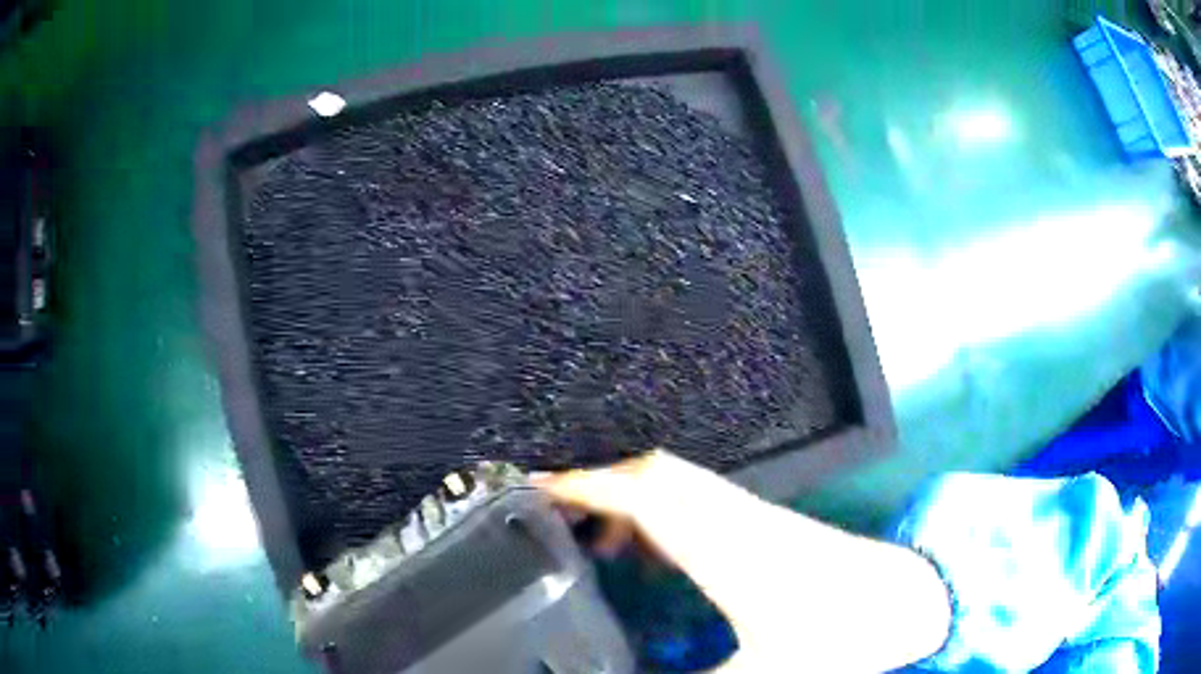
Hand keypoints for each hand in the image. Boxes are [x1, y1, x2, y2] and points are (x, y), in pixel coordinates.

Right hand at [534, 450, 950, 672]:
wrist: (905, 601)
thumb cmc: (839, 636)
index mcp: (726, 545)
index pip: (643, 493)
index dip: (585, 485)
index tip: (535, 490)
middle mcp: (733, 517)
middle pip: (654, 473)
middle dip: (598, 483)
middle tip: (552, 513)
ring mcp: (750, 517)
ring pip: (674, 484)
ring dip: (627, 497)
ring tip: (589, 536)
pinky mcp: (763, 526)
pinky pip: (695, 503)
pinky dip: (658, 515)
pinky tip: (649, 553)